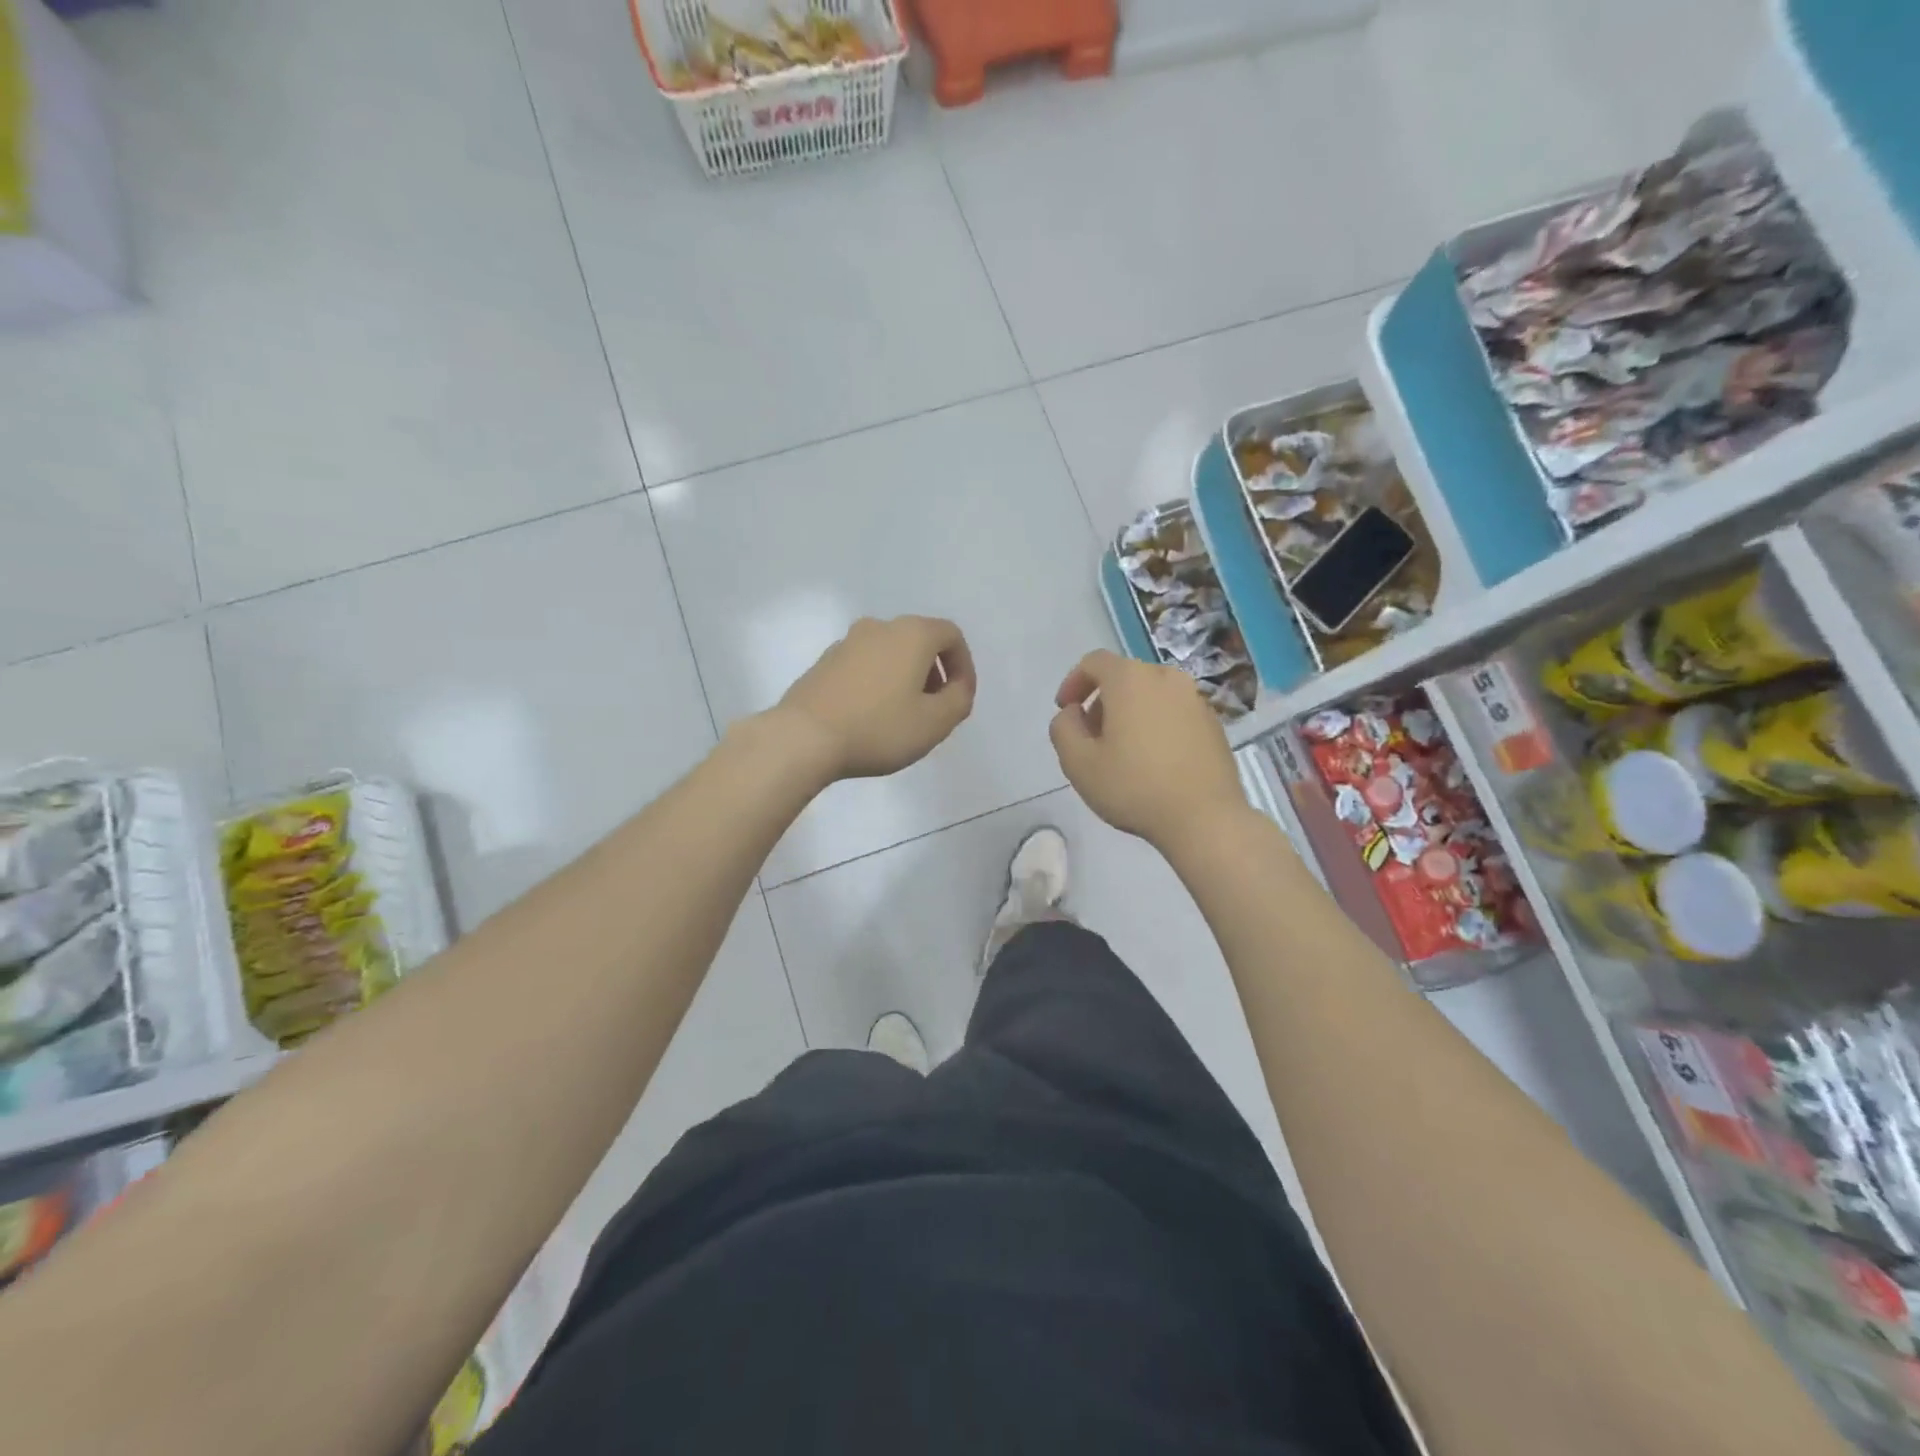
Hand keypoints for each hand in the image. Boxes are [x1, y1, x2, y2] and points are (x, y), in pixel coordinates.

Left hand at [773, 616, 976, 781]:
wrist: (804, 737)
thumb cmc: (878, 728)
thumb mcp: (935, 722)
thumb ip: (959, 700)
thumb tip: (956, 687)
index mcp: (911, 633)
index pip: (951, 635)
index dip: (963, 666)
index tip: (960, 698)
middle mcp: (879, 627)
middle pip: (919, 641)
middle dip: (933, 673)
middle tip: (934, 709)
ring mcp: (846, 643)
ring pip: (889, 654)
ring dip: (904, 678)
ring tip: (902, 716)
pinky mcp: (823, 663)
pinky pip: (863, 667)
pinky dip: (877, 683)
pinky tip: (870, 717)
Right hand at [1048, 650, 1245, 850]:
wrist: (1205, 818)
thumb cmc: (1134, 787)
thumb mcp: (1078, 763)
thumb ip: (1063, 729)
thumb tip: (1073, 713)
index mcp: (1131, 679)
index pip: (1095, 662)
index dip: (1074, 682)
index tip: (1066, 711)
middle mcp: (1166, 678)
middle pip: (1125, 677)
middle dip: (1102, 701)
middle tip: (1091, 737)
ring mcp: (1195, 699)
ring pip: (1152, 694)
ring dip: (1130, 713)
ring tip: (1122, 751)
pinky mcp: (1214, 723)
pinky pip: (1174, 712)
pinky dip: (1157, 724)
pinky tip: (1154, 761)